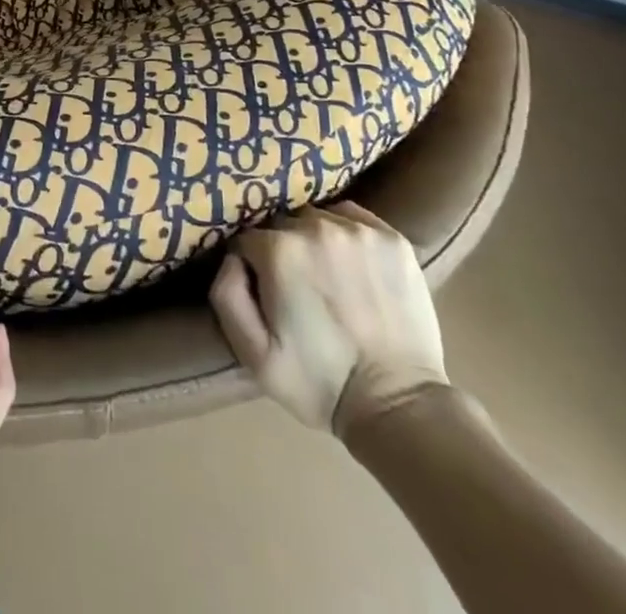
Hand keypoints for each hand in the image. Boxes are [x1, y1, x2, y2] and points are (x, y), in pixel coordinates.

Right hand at [211, 202, 447, 435]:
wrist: (399, 407)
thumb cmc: (319, 382)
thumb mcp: (253, 354)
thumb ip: (226, 294)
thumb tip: (231, 257)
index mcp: (278, 250)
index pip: (247, 239)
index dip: (251, 265)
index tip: (264, 291)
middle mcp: (316, 227)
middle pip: (282, 224)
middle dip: (282, 249)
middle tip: (297, 287)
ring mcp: (359, 231)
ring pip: (317, 218)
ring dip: (314, 239)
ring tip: (326, 276)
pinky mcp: (393, 238)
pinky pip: (352, 216)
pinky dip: (345, 231)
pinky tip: (350, 263)